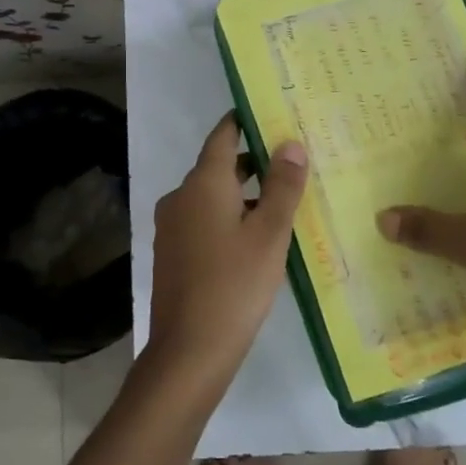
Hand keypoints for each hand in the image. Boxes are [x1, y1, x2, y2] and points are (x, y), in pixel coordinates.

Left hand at [146, 113, 308, 396]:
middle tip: (292, 158)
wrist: (189, 350)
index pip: (223, 136)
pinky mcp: (174, 253)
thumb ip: (282, 186)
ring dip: (243, 193)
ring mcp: (173, 227)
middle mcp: (181, 197)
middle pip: (218, 166)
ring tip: (283, 198)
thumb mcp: (269, 233)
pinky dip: (230, 217)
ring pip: (212, 196)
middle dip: (253, 160)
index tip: (271, 113)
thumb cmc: (235, 285)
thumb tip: (291, 143)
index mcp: (202, 184)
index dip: (245, 121)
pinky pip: (204, 220)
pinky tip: (257, 236)